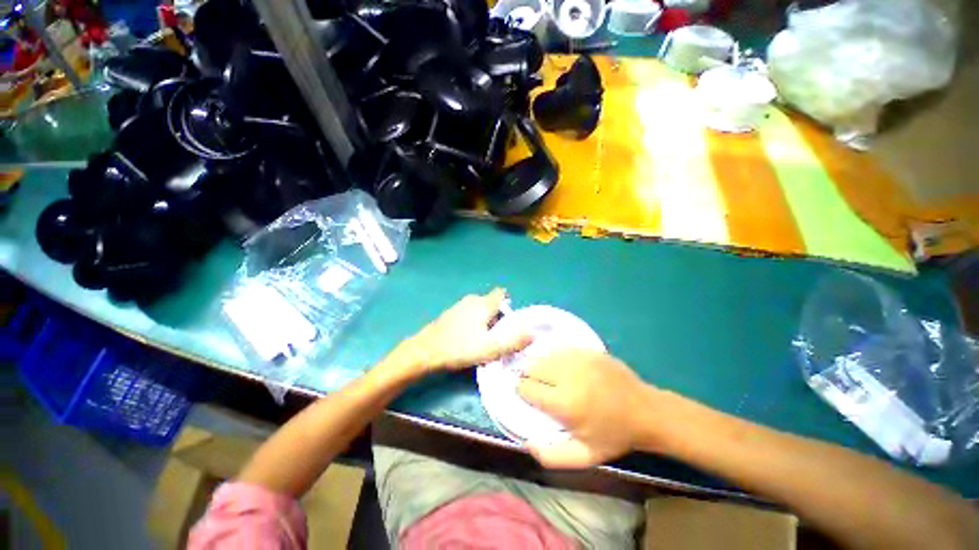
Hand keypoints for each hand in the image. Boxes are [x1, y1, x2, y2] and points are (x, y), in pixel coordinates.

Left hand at [392, 289, 532, 373]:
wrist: (425, 351)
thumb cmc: (460, 348)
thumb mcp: (490, 349)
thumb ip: (513, 341)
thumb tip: (533, 333)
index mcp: (483, 303)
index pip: (501, 294)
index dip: (508, 305)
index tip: (508, 322)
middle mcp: (472, 300)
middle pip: (491, 303)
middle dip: (497, 316)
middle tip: (497, 336)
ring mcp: (458, 306)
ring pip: (479, 309)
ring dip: (484, 321)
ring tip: (482, 340)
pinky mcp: (449, 314)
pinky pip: (467, 314)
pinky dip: (472, 323)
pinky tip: (467, 339)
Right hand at [517, 350, 655, 468]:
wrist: (646, 410)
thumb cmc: (614, 435)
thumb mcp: (586, 456)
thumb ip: (553, 456)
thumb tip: (527, 444)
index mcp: (564, 402)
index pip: (527, 387)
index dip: (523, 391)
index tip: (529, 396)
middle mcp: (567, 375)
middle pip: (532, 367)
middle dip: (530, 376)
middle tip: (539, 386)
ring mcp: (578, 358)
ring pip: (544, 355)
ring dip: (541, 365)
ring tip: (549, 375)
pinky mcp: (587, 350)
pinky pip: (560, 348)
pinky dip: (555, 356)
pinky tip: (562, 366)